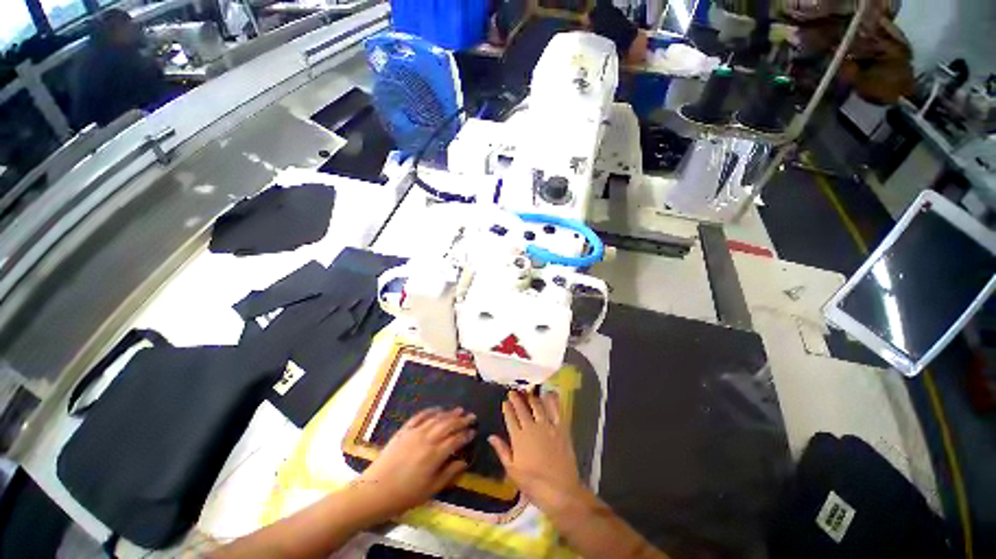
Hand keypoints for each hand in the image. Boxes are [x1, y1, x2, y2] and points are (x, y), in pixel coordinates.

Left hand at [353, 407, 474, 521]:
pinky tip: (437, 409)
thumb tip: (464, 462)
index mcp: (435, 454)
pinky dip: (430, 411)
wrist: (374, 491)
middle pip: (448, 424)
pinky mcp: (404, 430)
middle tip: (472, 416)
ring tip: (459, 410)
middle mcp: (427, 439)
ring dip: (449, 413)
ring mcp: (415, 432)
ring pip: (436, 418)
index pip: (456, 439)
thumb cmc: (404, 495)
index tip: (474, 432)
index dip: (466, 435)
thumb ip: (449, 474)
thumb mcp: (430, 490)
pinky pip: (420, 416)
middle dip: (461, 419)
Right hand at [489, 391, 586, 512]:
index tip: (505, 401)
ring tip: (528, 392)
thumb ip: (502, 450)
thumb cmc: (533, 484)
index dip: (507, 408)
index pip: (510, 417)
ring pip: (537, 405)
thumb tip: (491, 436)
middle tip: (513, 392)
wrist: (560, 490)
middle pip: (522, 408)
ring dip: (531, 397)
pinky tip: (549, 393)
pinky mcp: (560, 428)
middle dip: (516, 398)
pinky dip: (552, 400)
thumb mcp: (512, 470)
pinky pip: (556, 410)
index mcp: (518, 438)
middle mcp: (531, 427)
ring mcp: (547, 426)